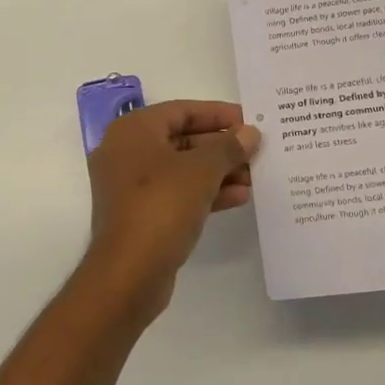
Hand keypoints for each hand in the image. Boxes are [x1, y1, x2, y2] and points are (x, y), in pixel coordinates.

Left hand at [83, 101, 259, 318]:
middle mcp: (127, 152)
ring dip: (218, 171)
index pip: (181, 110)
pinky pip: (178, 193)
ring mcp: (131, 186)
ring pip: (182, 168)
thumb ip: (228, 147)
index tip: (250, 121)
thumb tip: (250, 133)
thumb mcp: (201, 171)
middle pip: (182, 138)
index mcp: (133, 131)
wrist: (128, 273)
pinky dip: (206, 192)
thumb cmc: (161, 206)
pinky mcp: (141, 214)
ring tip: (255, 176)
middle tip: (257, 151)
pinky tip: (239, 197)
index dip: (218, 114)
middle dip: (221, 146)